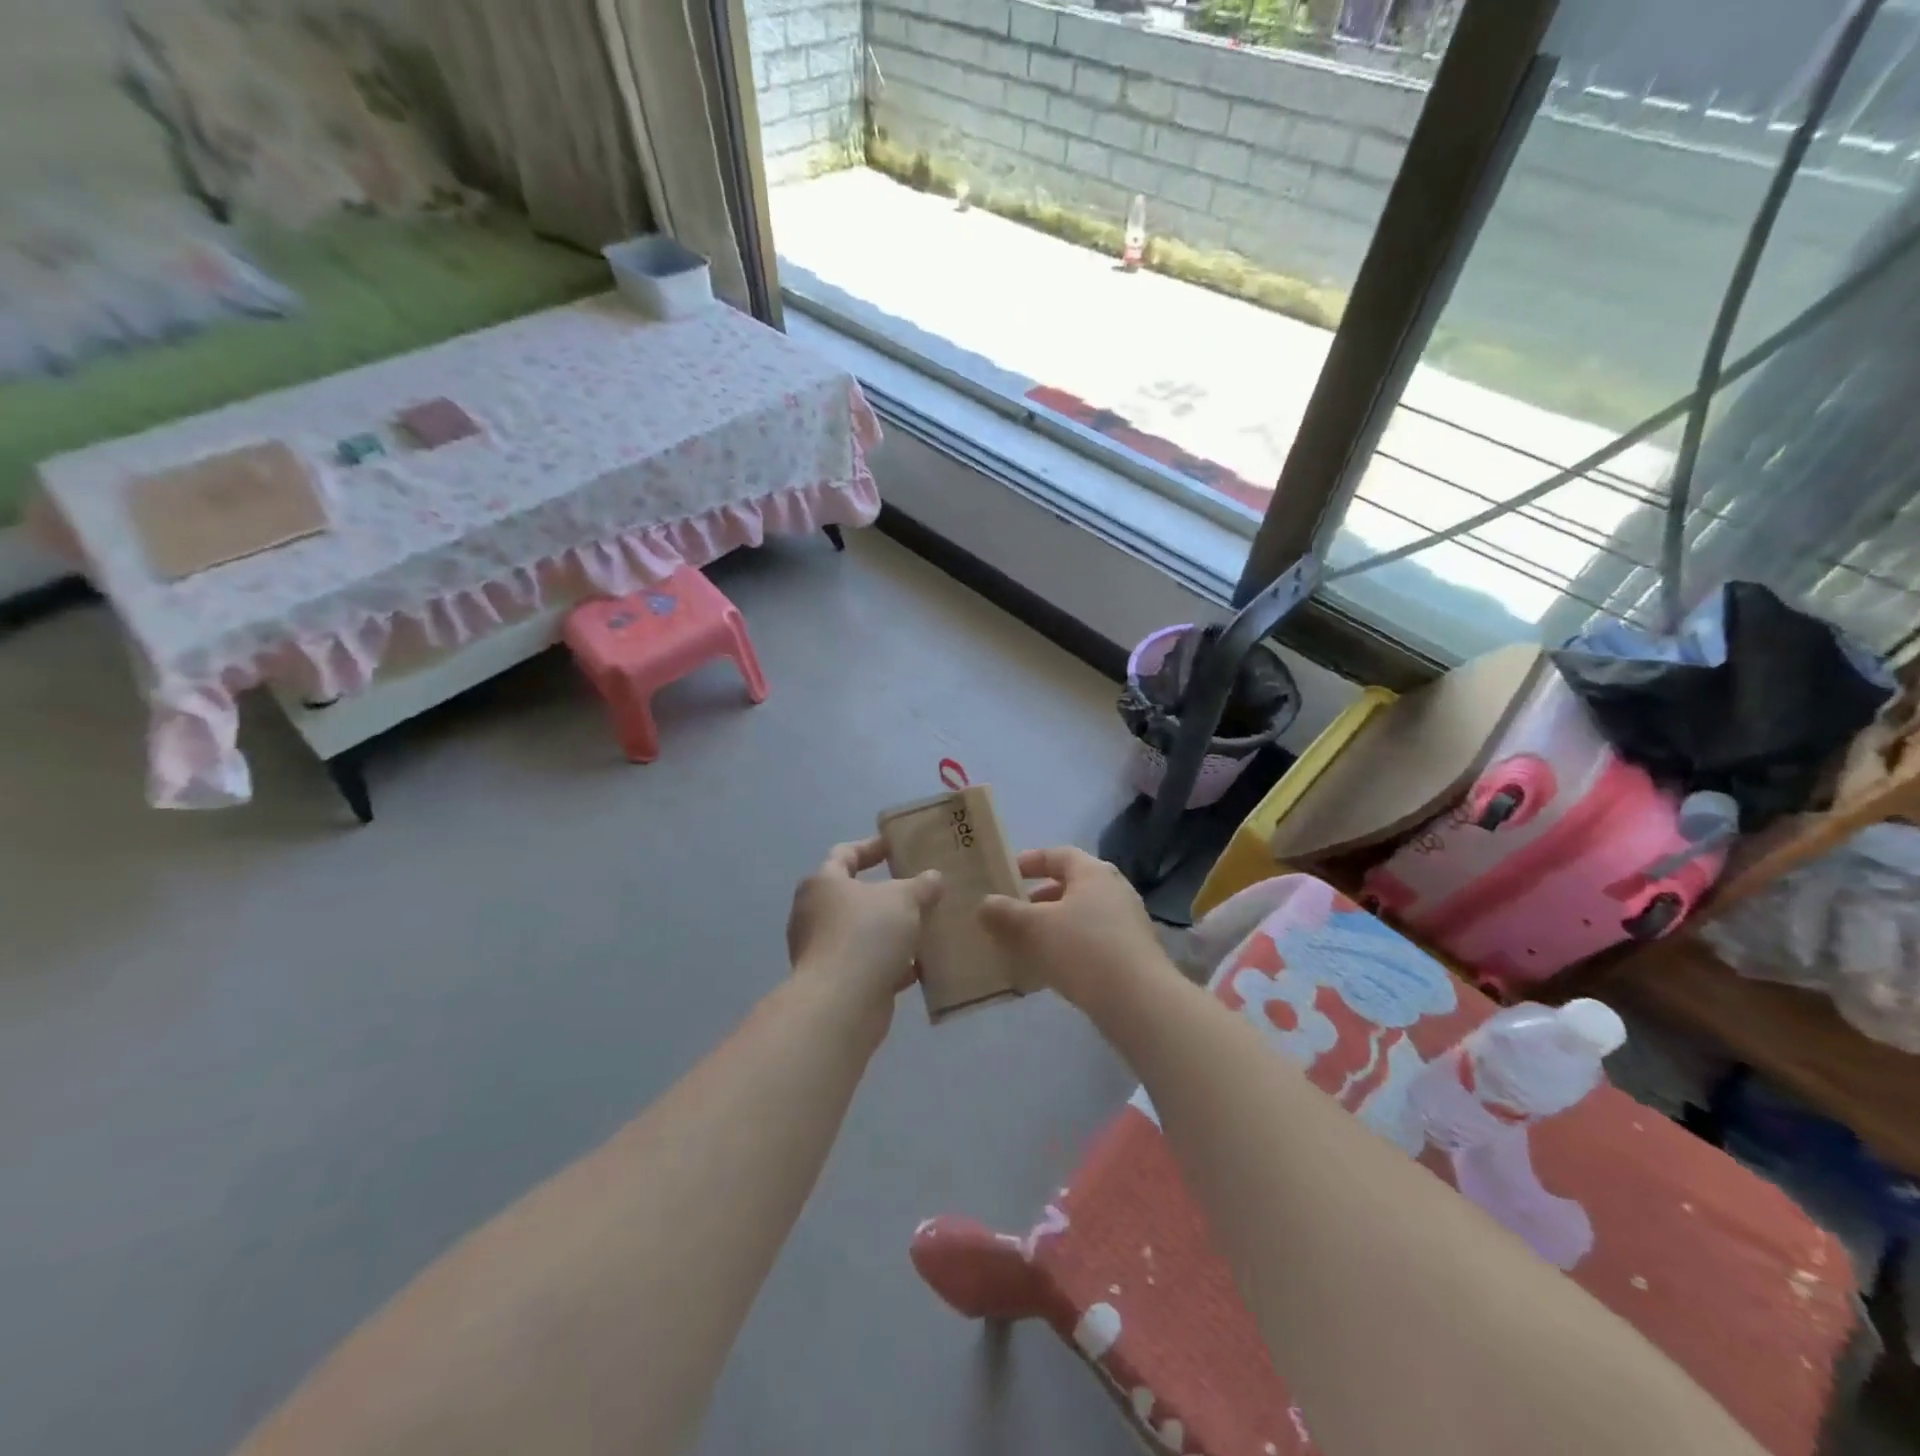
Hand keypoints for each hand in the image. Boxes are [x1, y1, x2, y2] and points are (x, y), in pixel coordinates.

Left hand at [786, 838, 942, 1030]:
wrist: (842, 1004)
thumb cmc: (866, 935)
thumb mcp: (904, 899)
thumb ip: (921, 885)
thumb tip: (933, 877)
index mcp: (823, 883)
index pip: (845, 854)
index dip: (871, 847)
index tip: (897, 847)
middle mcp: (815, 913)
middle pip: (855, 895)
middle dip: (888, 894)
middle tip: (919, 889)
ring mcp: (823, 950)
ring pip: (864, 932)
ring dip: (893, 931)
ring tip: (927, 926)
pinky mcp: (836, 982)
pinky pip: (869, 963)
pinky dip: (893, 962)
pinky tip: (922, 965)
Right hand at [978, 846, 1173, 1013]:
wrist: (1139, 1001)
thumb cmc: (1083, 949)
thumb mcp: (1034, 928)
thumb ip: (1005, 913)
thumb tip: (985, 904)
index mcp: (1093, 872)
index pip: (1058, 855)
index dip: (1029, 861)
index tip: (1005, 875)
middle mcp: (1114, 890)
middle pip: (1070, 886)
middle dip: (1038, 899)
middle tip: (1011, 914)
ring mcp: (1128, 923)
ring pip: (1081, 916)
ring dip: (1052, 926)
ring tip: (1025, 945)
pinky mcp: (1133, 954)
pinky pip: (1093, 942)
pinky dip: (1069, 948)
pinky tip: (1050, 971)